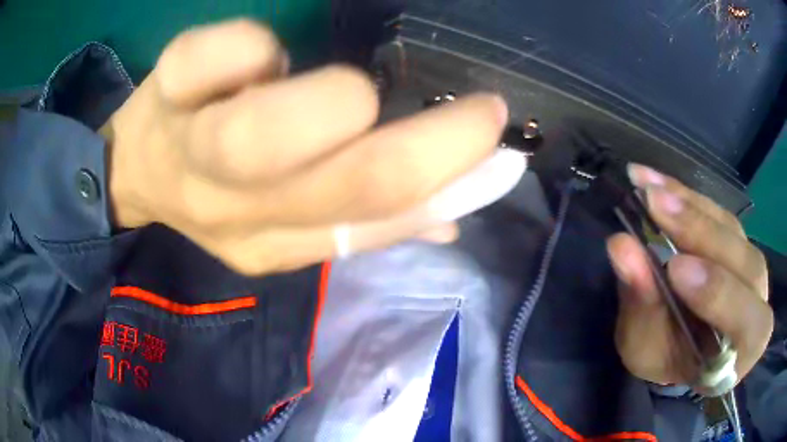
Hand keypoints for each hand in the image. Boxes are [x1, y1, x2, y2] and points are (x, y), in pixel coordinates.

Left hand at [105, 19, 507, 274]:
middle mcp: (234, 209)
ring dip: (335, 101)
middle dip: (434, 140)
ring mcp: (191, 146)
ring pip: (269, 130)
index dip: (449, 176)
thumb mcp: (285, 227)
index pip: (375, 221)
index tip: (494, 138)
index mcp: (274, 244)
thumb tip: (452, 219)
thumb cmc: (215, 193)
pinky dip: (254, 48)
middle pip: (345, 179)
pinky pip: (220, 53)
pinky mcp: (167, 88)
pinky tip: (258, 58)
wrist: (138, 171)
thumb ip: (368, 224)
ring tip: (342, 93)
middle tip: (477, 108)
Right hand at [607, 164, 772, 385]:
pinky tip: (654, 181)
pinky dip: (685, 196)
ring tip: (646, 187)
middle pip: (743, 262)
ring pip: (729, 228)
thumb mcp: (646, 349)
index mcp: (747, 345)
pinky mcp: (735, 234)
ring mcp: (750, 261)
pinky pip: (716, 210)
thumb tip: (621, 247)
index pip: (746, 320)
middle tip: (653, 206)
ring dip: (689, 206)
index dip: (717, 294)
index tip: (673, 269)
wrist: (679, 343)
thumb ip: (643, 306)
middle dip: (700, 234)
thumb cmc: (667, 359)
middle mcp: (758, 298)